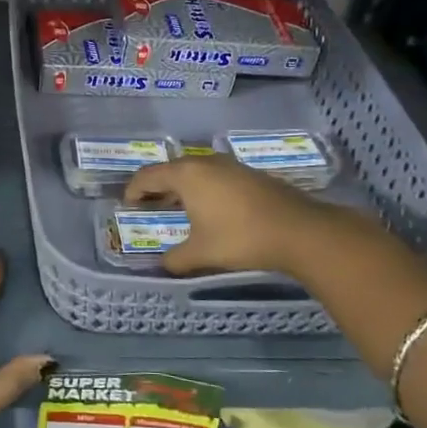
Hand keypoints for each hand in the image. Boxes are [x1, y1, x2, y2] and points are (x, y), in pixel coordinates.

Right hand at [124, 154, 343, 275]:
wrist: (298, 230)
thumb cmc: (240, 237)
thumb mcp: (201, 253)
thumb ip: (176, 259)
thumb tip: (164, 265)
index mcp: (186, 175)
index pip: (148, 175)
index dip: (133, 190)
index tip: (128, 206)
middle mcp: (205, 163)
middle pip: (171, 170)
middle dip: (157, 189)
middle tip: (150, 208)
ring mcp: (230, 165)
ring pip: (196, 172)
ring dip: (182, 188)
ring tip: (179, 210)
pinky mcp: (249, 174)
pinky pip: (215, 177)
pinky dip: (204, 190)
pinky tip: (211, 211)